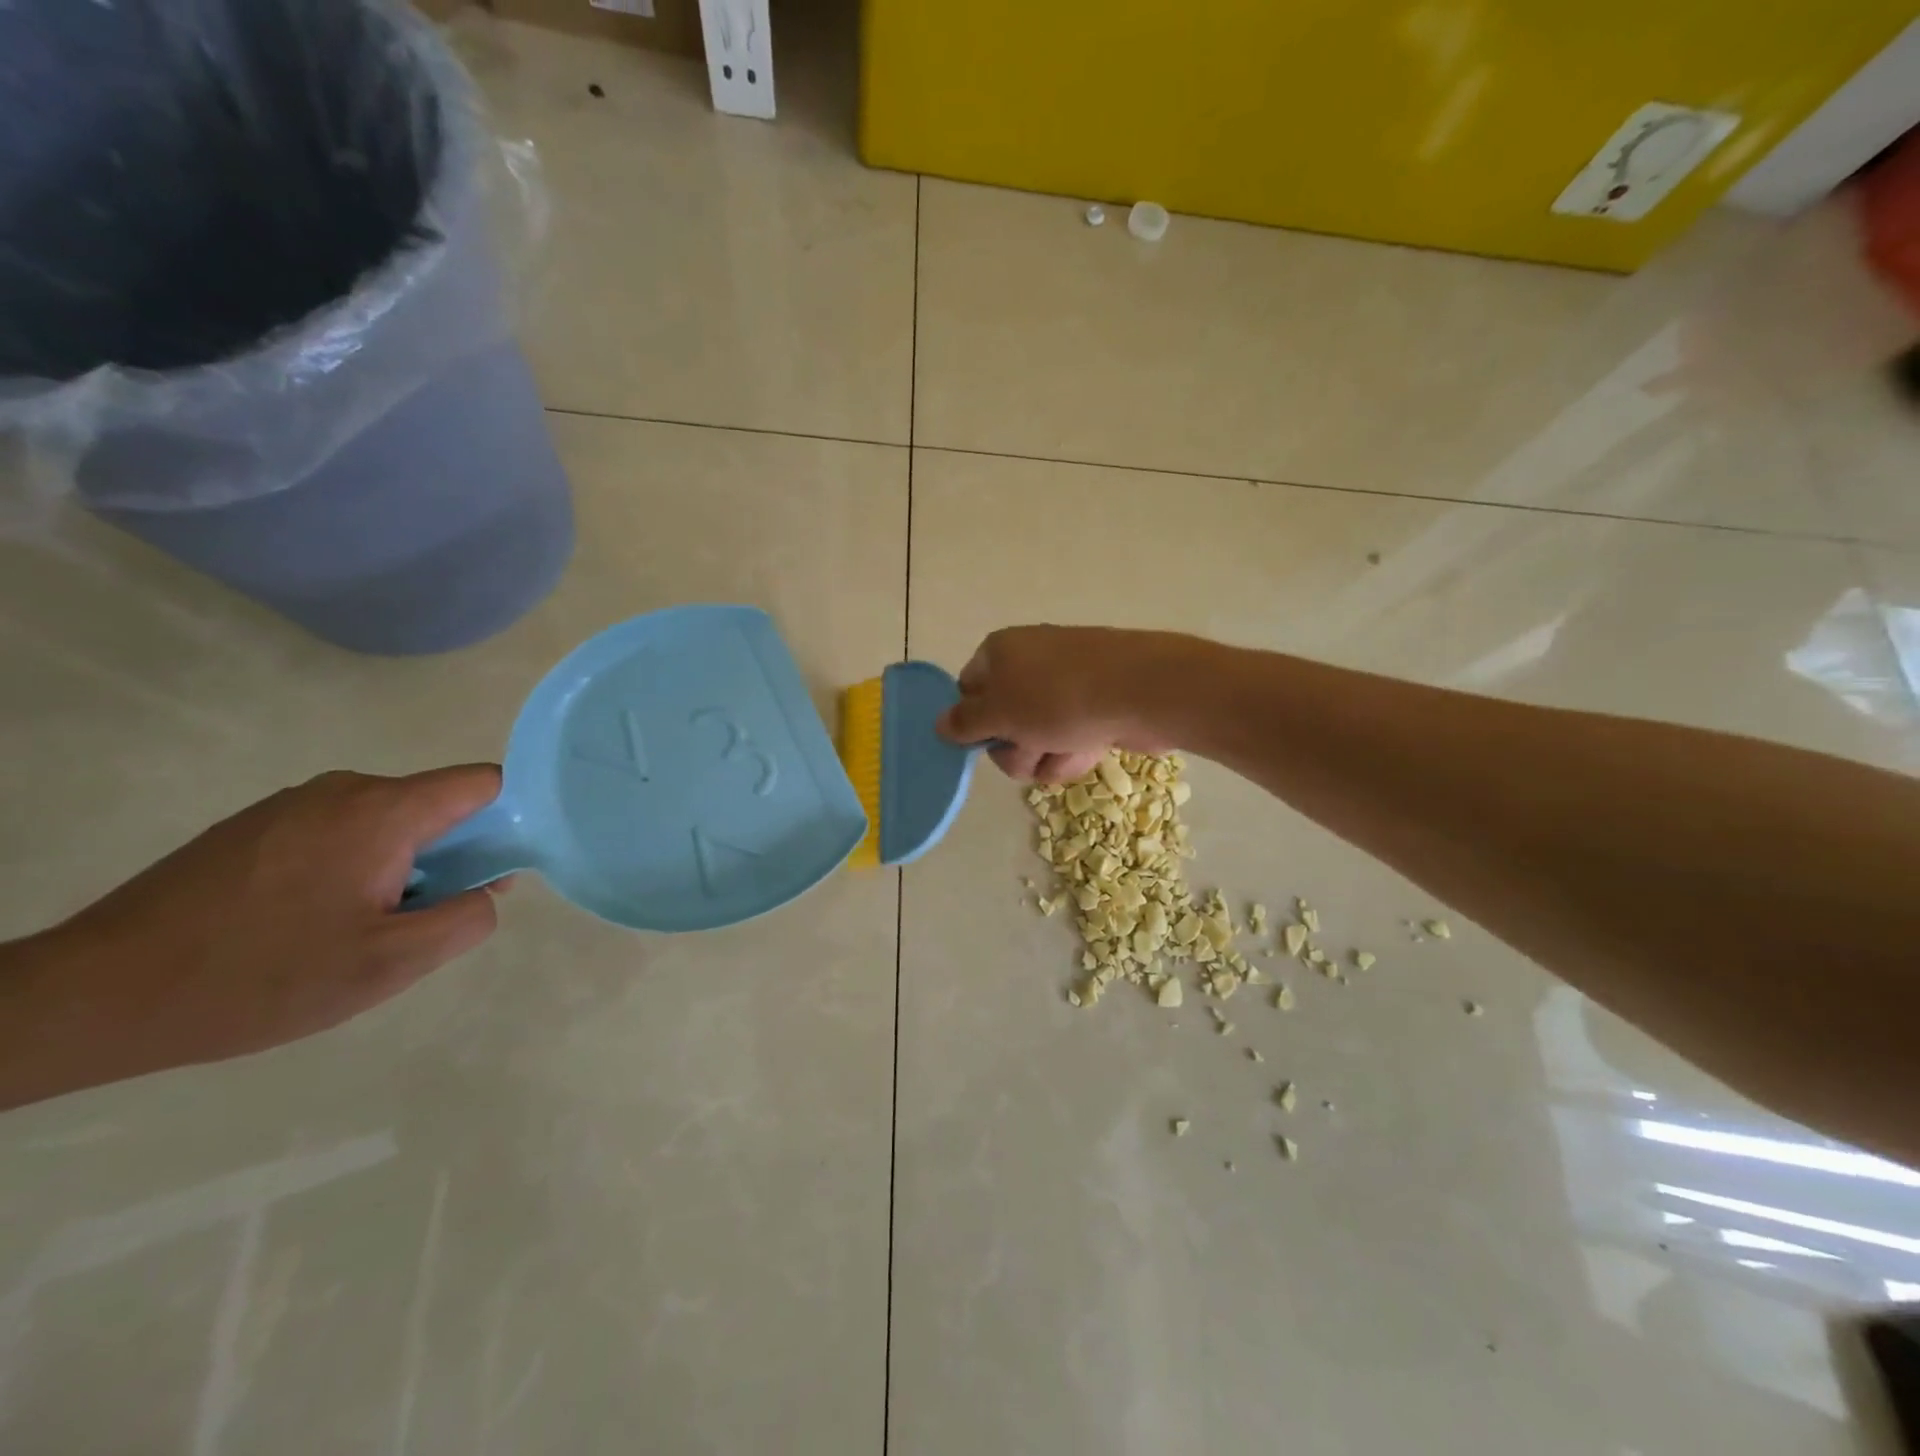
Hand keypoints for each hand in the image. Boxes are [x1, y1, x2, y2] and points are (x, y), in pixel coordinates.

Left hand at [1, 767, 504, 1106]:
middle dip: (452, 856)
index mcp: (383, 811)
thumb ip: (467, 918)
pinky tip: (311, 922)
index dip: (509, 820)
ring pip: (388, 823)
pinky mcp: (254, 827)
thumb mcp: (390, 963)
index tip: (496, 873)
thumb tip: (490, 890)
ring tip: (359, 929)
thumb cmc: (261, 977)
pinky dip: (354, 867)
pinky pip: (340, 832)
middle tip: (420, 921)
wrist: (94, 997)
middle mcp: (342, 790)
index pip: (484, 782)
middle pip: (436, 805)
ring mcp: (292, 805)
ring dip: (401, 867)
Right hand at [937, 625, 1182, 781]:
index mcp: (999, 652)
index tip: (988, 740)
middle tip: (1032, 746)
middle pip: (1001, 723)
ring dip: (1046, 756)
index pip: (968, 692)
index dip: (975, 723)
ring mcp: (1065, 686)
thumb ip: (965, 722)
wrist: (1144, 691)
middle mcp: (1029, 664)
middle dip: (1015, 748)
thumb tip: (940, 724)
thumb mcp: (1000, 713)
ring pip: (1035, 740)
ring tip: (1069, 748)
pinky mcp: (1094, 707)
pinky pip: (1068, 740)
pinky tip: (1092, 748)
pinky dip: (1075, 751)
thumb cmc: (1059, 697)